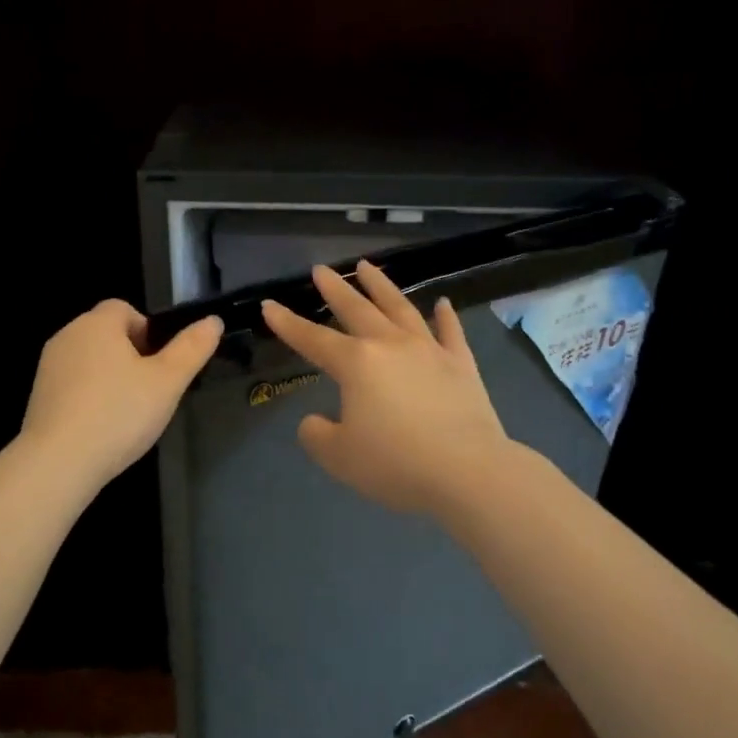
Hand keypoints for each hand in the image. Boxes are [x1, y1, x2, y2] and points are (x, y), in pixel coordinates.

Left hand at [20, 300, 222, 490]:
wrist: (58, 462)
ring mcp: (48, 367)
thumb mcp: (168, 382)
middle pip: (106, 334)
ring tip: (128, 412)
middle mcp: (67, 336)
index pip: (124, 308)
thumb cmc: (119, 413)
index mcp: (97, 323)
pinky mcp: (38, 396)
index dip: (147, 331)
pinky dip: (89, 397)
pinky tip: (102, 427)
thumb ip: (192, 349)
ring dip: (109, 377)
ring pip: (89, 360)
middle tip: (151, 390)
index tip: (160, 364)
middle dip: (130, 355)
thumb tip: (213, 321)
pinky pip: (72, 385)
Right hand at [262, 261, 513, 514]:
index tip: (270, 305)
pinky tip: (441, 303)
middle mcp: (390, 345)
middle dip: (335, 289)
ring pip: (401, 308)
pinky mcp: (461, 365)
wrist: (467, 471)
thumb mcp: (338, 457)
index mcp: (356, 363)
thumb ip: (317, 434)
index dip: (288, 323)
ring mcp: (429, 351)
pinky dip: (445, 316)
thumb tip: (316, 420)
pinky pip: (450, 332)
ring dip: (382, 286)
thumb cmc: (395, 463)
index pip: (312, 339)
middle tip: (321, 269)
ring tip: (367, 266)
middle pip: (357, 309)